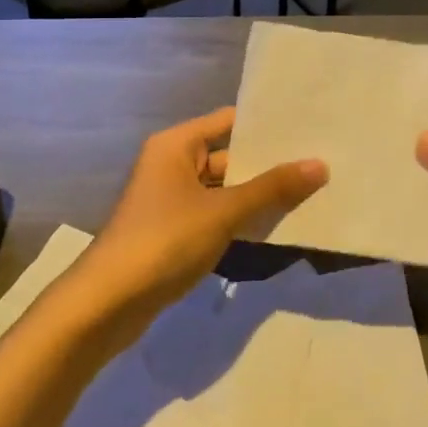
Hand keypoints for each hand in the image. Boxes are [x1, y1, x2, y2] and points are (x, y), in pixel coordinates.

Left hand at [76, 107, 326, 322]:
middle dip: (269, 164)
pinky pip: (216, 215)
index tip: (308, 125)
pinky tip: (277, 224)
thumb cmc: (164, 241)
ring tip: (310, 191)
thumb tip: (320, 165)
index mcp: (176, 145)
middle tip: (320, 161)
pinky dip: (242, 219)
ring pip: (225, 189)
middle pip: (229, 156)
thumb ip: (272, 188)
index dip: (266, 125)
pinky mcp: (174, 232)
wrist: (107, 304)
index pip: (229, 121)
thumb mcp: (224, 212)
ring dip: (258, 195)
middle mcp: (172, 165)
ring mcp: (172, 200)